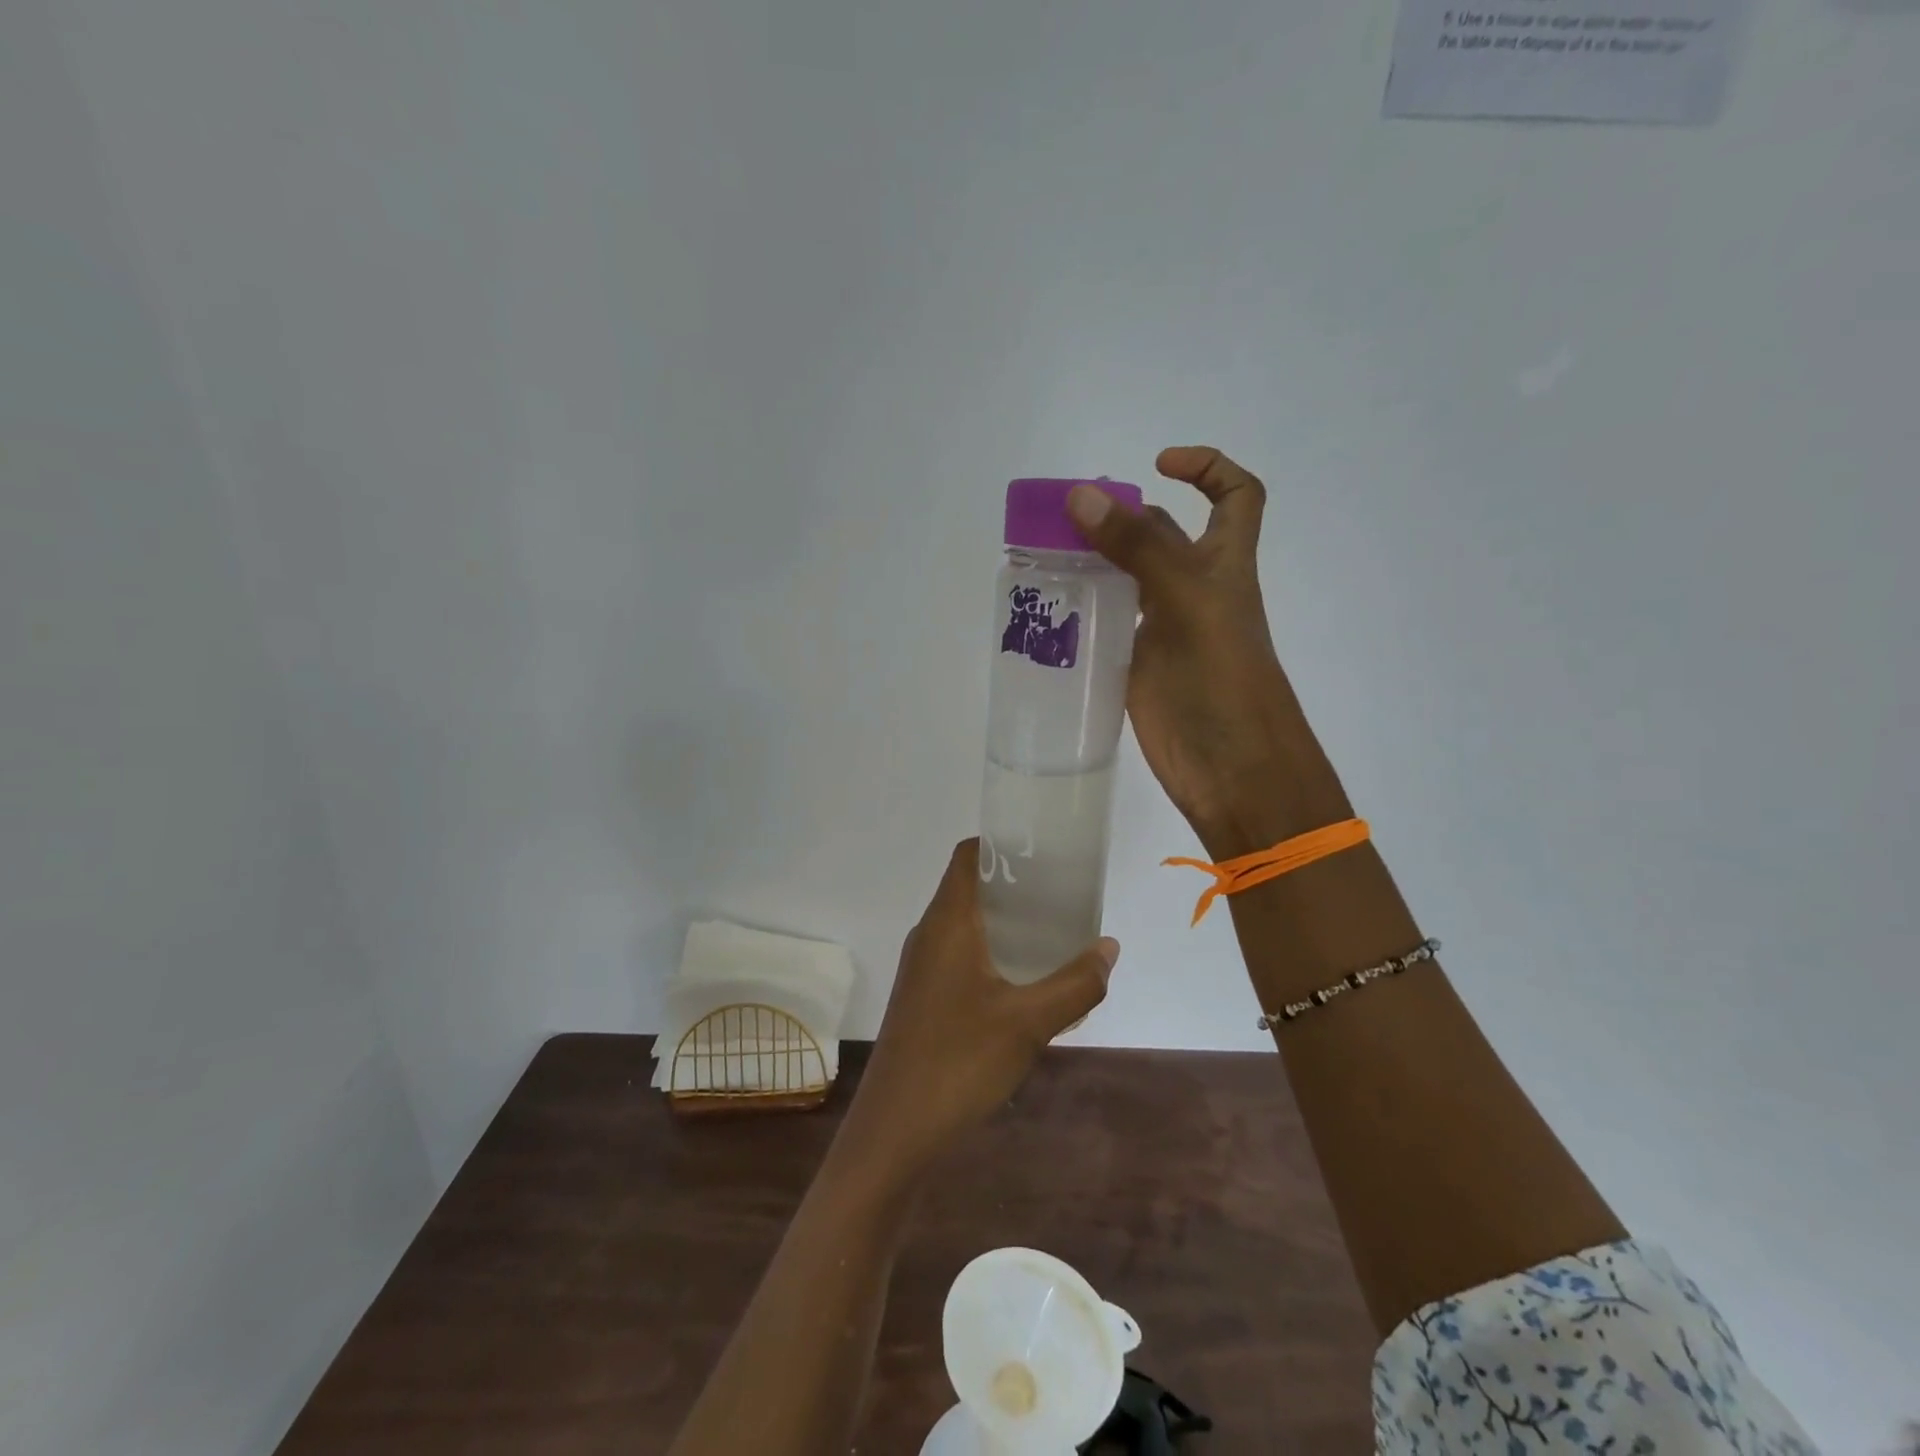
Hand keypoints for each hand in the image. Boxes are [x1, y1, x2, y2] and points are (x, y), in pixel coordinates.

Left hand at [844, 840, 1118, 1170]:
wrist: (895, 1129)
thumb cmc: (960, 1061)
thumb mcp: (1030, 1022)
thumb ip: (1076, 983)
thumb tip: (1109, 948)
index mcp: (948, 921)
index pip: (968, 856)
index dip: (1002, 844)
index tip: (1043, 851)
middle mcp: (929, 934)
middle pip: (969, 887)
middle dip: (1014, 885)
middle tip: (1062, 893)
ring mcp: (921, 967)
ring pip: (965, 924)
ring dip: (1004, 922)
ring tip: (1051, 933)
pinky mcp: (921, 997)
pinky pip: (959, 955)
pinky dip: (991, 952)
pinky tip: (1023, 982)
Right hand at [1067, 446, 1351, 857]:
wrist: (1231, 769)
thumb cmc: (1223, 680)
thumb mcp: (1186, 601)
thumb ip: (1137, 548)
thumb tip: (1082, 494)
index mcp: (1223, 565)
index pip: (1236, 497)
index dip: (1206, 468)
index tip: (1157, 465)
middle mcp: (1194, 590)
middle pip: (1161, 534)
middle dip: (1121, 515)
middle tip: (1065, 517)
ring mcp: (1164, 630)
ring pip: (1128, 579)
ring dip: (1094, 561)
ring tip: (1044, 555)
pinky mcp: (1138, 665)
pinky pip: (1109, 624)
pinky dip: (1083, 610)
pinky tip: (1051, 608)